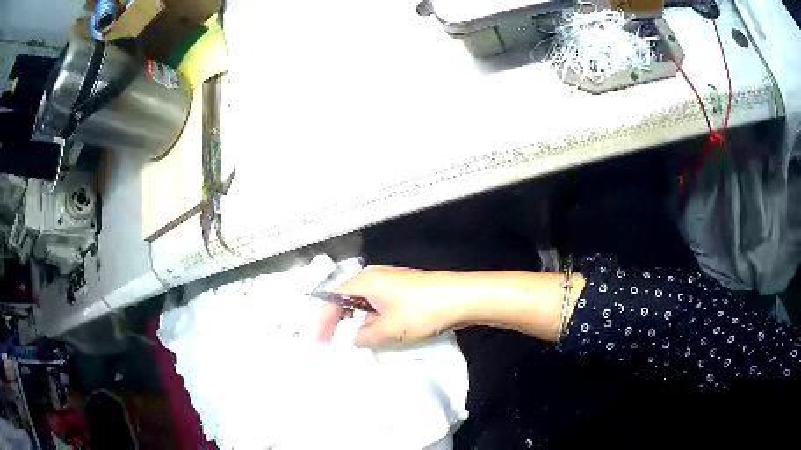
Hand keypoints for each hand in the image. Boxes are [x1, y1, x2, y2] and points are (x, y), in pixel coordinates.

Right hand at [316, 266, 460, 347]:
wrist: (461, 297)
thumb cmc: (421, 310)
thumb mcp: (389, 329)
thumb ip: (365, 336)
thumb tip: (354, 338)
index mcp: (365, 281)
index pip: (333, 299)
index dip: (325, 321)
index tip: (322, 341)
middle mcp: (375, 277)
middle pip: (347, 298)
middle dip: (339, 320)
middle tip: (335, 341)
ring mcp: (391, 282)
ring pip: (365, 302)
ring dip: (358, 321)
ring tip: (356, 342)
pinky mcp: (404, 290)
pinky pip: (379, 304)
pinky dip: (374, 319)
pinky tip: (379, 333)